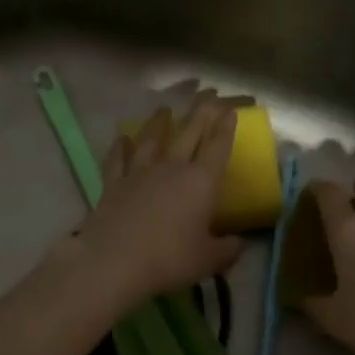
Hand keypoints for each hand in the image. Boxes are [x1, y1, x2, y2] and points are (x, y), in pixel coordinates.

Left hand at [74, 91, 245, 303]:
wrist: (115, 261)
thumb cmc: (169, 259)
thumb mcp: (208, 260)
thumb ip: (228, 250)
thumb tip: (240, 243)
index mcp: (200, 182)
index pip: (217, 147)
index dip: (226, 127)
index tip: (230, 109)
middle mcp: (171, 167)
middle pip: (189, 132)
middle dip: (201, 111)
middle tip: (208, 93)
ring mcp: (139, 171)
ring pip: (152, 138)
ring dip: (159, 122)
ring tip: (165, 108)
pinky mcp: (113, 182)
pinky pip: (117, 159)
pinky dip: (119, 147)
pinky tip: (121, 138)